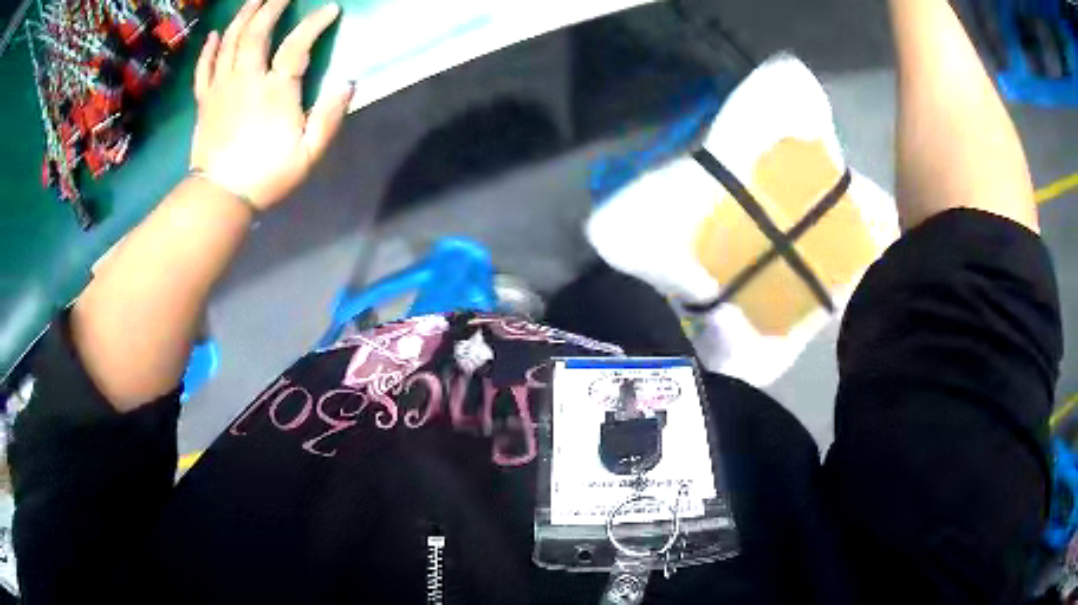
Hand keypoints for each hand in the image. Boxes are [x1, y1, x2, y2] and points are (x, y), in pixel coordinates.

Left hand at [189, 0, 352, 209]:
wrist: (220, 198)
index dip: (315, 23)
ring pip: (230, 41)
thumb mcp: (309, 154)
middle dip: (271, 6)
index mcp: (275, 91)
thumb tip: (347, 82)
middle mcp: (246, 80)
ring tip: (255, 0)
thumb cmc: (267, 176)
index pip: (298, 44)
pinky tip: (216, 34)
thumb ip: (329, 116)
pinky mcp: (205, 100)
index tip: (330, 9)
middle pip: (256, 32)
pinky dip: (209, 48)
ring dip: (243, 16)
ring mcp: (222, 88)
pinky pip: (204, 67)